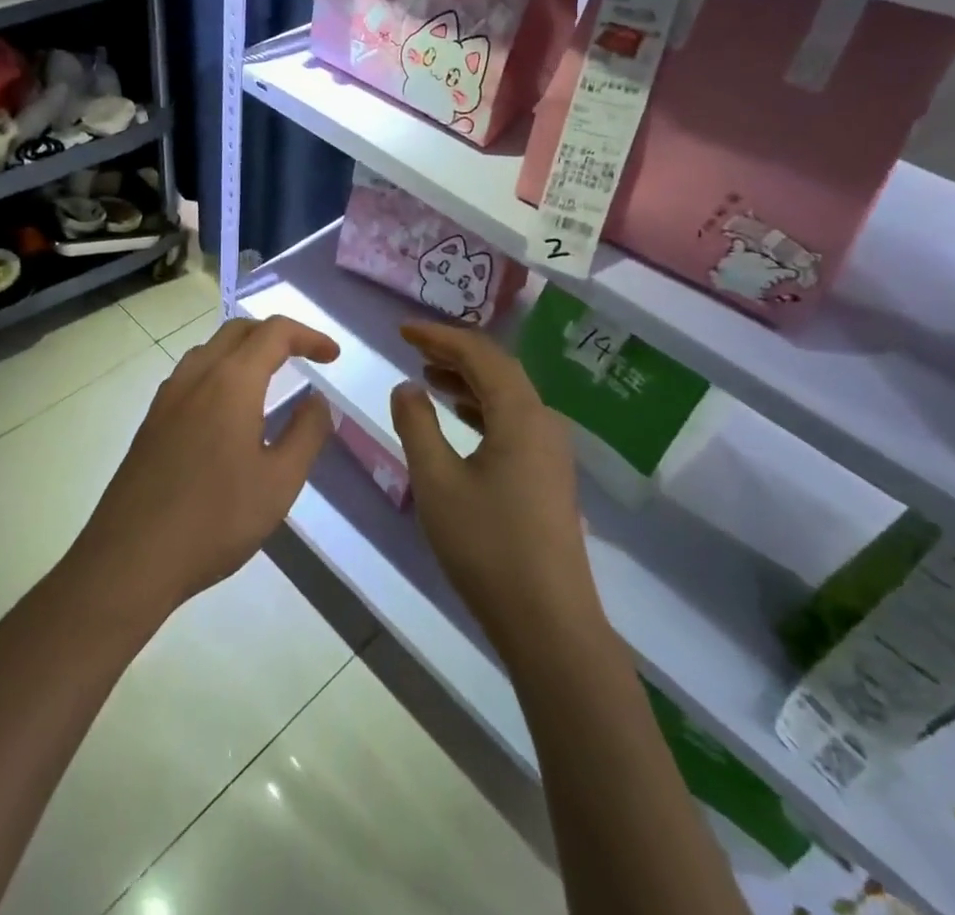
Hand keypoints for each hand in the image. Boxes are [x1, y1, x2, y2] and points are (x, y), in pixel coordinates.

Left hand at [73, 316, 339, 618]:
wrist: (131, 557)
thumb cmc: (215, 518)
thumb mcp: (279, 482)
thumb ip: (306, 433)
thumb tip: (317, 401)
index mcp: (231, 381)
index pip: (274, 333)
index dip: (308, 336)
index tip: (332, 356)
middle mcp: (196, 376)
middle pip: (238, 330)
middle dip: (275, 335)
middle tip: (304, 358)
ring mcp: (167, 397)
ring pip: (210, 350)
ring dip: (244, 351)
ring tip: (269, 378)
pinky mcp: (151, 421)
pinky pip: (191, 376)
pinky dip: (220, 372)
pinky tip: (228, 412)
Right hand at [389, 321, 600, 655]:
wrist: (549, 623)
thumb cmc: (487, 546)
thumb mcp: (437, 481)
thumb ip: (417, 426)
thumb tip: (406, 386)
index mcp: (520, 414)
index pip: (479, 354)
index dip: (439, 336)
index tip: (403, 331)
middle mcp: (543, 422)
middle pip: (498, 369)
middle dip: (454, 353)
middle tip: (413, 347)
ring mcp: (552, 450)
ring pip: (507, 396)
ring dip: (467, 380)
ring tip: (428, 377)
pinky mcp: (550, 475)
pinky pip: (513, 421)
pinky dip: (482, 408)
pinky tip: (459, 420)